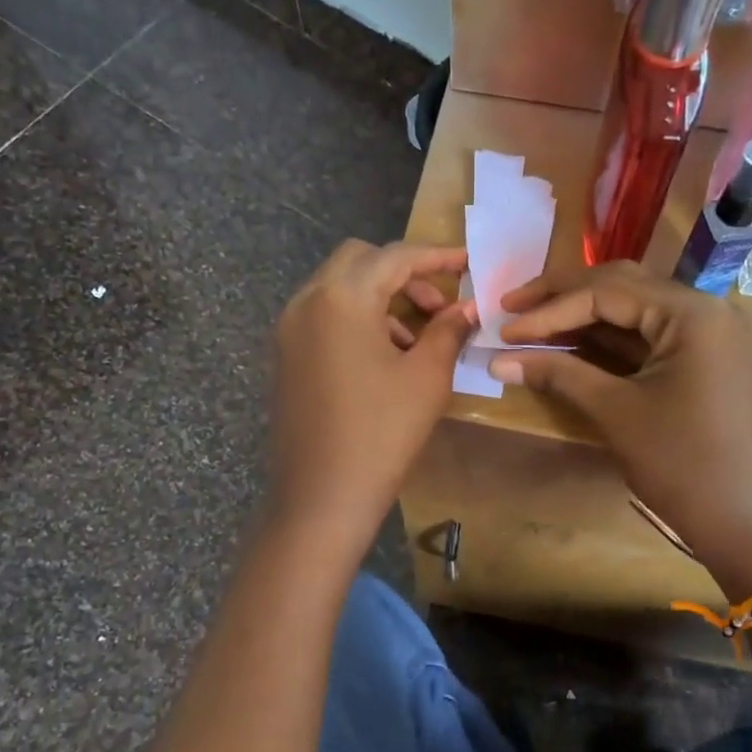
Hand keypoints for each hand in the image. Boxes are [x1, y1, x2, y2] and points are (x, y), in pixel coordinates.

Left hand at [268, 240, 475, 555]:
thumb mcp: (426, 378)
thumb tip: (467, 308)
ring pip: (338, 288)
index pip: (395, 257)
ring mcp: (289, 329)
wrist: (321, 495)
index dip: (436, 256)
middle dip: (402, 273)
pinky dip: (355, 319)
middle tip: (437, 306)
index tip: (468, 264)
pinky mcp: (284, 355)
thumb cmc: (382, 433)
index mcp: (341, 297)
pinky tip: (383, 357)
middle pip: (359, 261)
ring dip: (379, 297)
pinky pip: (323, 316)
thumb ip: (448, 331)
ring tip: (415, 338)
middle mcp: (307, 301)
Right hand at [490, 262, 751, 588]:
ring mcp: (704, 336)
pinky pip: (646, 337)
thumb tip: (497, 360)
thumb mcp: (615, 412)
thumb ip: (558, 374)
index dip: (549, 309)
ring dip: (582, 316)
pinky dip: (606, 341)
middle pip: (621, 287)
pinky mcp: (699, 361)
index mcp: (691, 313)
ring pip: (632, 310)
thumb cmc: (681, 463)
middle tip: (512, 309)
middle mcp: (703, 310)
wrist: (741, 521)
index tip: (503, 328)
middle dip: (563, 297)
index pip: (606, 292)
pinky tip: (567, 346)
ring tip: (531, 325)